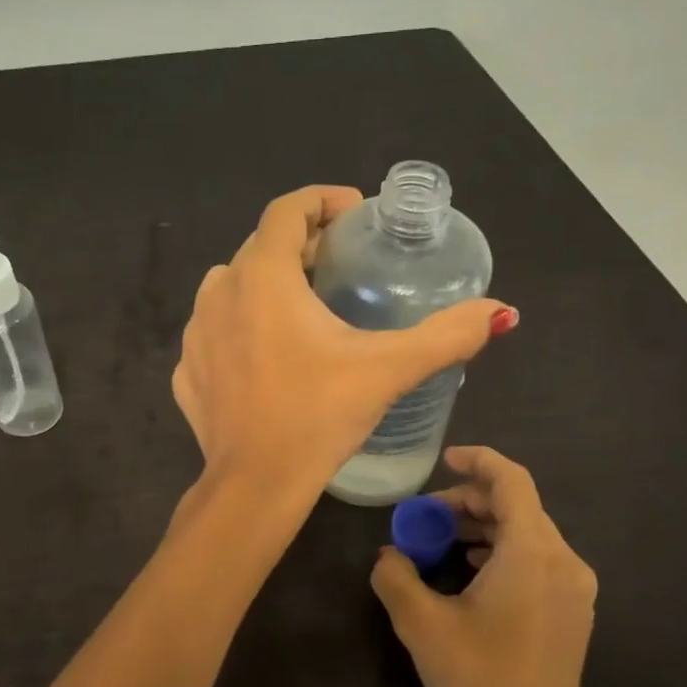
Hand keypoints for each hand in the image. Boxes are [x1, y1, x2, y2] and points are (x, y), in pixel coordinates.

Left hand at [172, 187, 512, 492]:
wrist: (254, 485)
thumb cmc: (319, 415)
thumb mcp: (389, 370)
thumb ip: (447, 335)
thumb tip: (499, 312)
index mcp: (263, 277)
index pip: (286, 209)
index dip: (322, 200)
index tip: (354, 214)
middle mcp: (219, 292)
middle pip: (261, 247)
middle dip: (301, 246)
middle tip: (339, 265)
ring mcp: (196, 334)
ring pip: (231, 287)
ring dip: (267, 285)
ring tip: (304, 308)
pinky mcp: (186, 372)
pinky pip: (215, 332)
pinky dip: (241, 329)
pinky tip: (268, 357)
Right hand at [370, 446, 596, 686]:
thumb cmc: (475, 681)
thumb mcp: (420, 623)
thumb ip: (395, 574)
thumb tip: (389, 554)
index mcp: (533, 553)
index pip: (512, 481)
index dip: (478, 461)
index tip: (444, 460)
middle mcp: (565, 562)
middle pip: (520, 506)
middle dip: (470, 501)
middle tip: (427, 516)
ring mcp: (576, 590)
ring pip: (530, 535)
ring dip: (485, 528)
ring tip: (443, 543)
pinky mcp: (574, 614)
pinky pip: (538, 561)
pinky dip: (504, 553)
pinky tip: (473, 573)